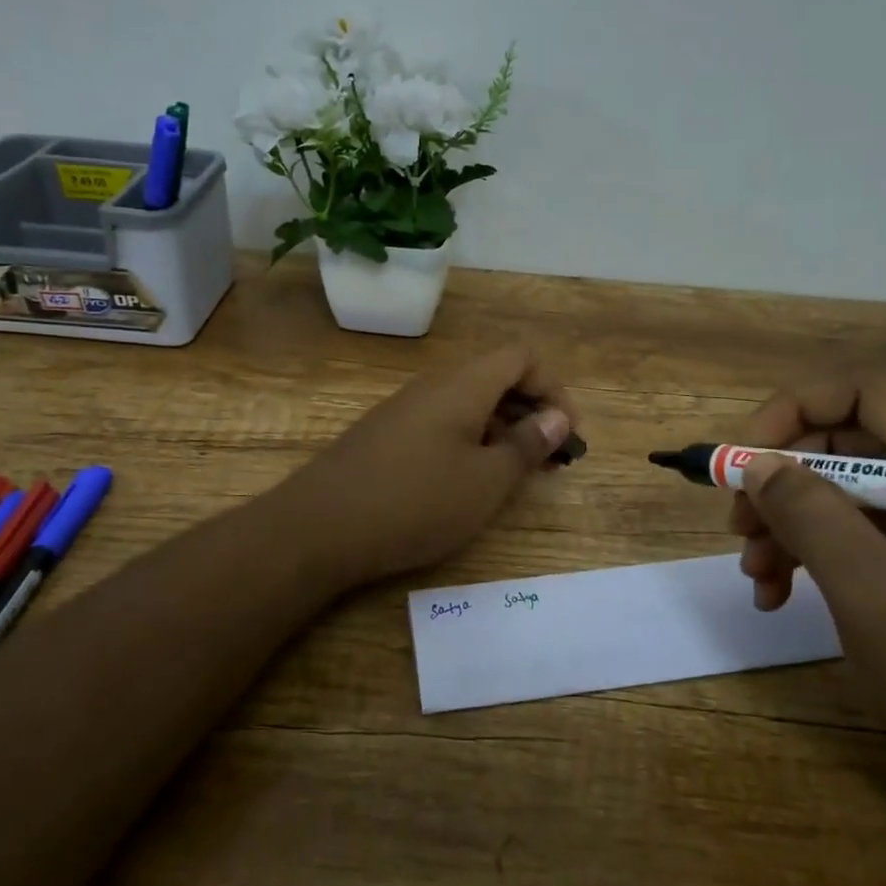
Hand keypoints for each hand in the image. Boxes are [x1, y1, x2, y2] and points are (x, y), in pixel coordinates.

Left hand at [280, 348, 573, 591]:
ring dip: (500, 431)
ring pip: (467, 404)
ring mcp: (403, 410)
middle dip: (531, 412)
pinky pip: (440, 424)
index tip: (567, 434)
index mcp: (463, 386)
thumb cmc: (415, 502)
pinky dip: (468, 443)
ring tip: (514, 475)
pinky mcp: (384, 436)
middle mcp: (432, 387)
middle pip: (495, 378)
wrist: (319, 528)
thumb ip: (527, 445)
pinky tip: (466, 482)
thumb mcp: (486, 481)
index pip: (521, 357)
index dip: (553, 388)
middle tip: (549, 460)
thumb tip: (557, 417)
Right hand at [731, 374, 885, 817]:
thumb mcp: (870, 591)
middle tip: (737, 523)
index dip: (796, 408)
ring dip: (781, 522)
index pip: (865, 392)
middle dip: (778, 478)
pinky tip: (774, 593)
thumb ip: (810, 515)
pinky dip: (801, 553)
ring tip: (753, 572)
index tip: (746, 455)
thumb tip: (756, 464)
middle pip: (839, 442)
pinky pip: (842, 532)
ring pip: (831, 488)